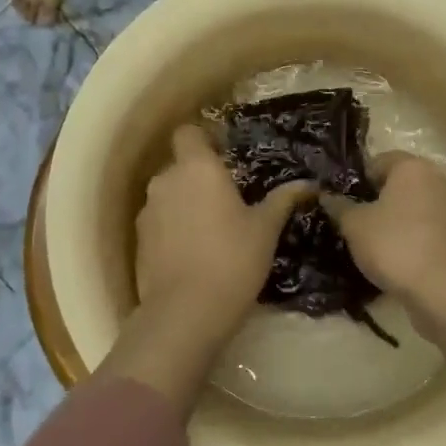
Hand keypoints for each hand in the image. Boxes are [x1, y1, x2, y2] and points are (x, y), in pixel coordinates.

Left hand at [135, 124, 313, 330]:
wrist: (184, 313)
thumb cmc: (232, 260)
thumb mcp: (266, 230)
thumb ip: (282, 200)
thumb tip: (307, 184)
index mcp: (197, 167)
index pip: (188, 132)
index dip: (204, 138)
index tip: (225, 154)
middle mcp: (166, 180)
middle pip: (180, 165)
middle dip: (200, 176)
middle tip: (228, 198)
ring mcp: (147, 211)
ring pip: (168, 194)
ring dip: (185, 203)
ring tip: (211, 229)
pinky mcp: (138, 240)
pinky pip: (159, 222)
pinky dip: (173, 229)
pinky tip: (193, 252)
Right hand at [328, 154, 445, 385]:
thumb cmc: (395, 245)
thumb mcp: (355, 226)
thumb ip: (339, 206)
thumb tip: (327, 196)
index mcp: (412, 167)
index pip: (378, 161)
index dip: (357, 180)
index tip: (342, 202)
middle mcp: (439, 179)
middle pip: (401, 184)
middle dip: (379, 201)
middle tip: (356, 224)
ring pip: (417, 209)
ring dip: (399, 222)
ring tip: (376, 247)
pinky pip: (432, 231)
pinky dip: (417, 240)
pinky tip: (401, 262)